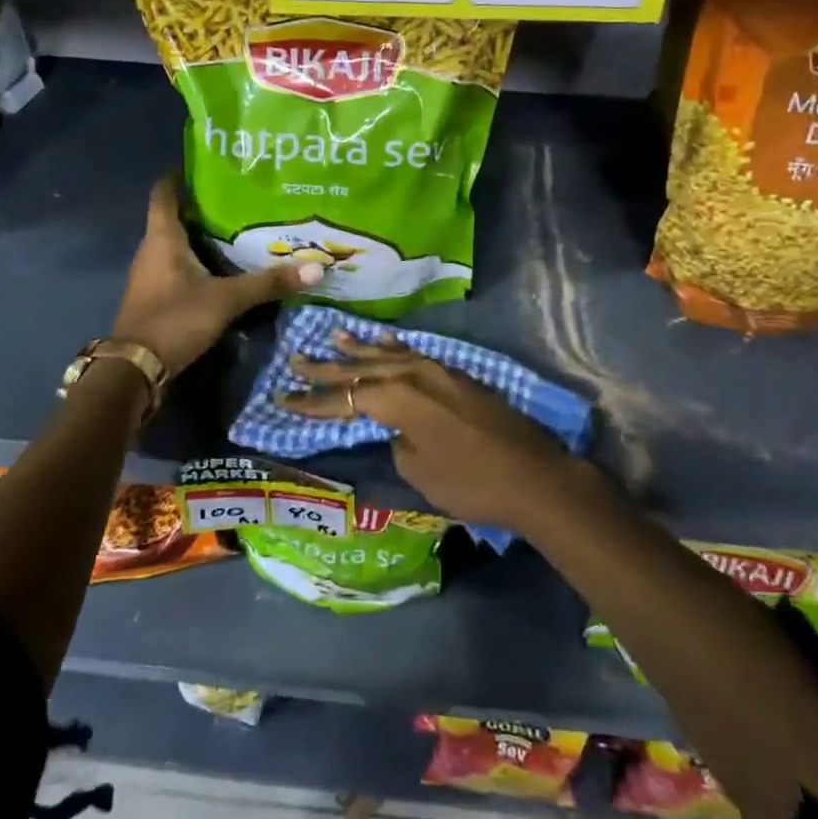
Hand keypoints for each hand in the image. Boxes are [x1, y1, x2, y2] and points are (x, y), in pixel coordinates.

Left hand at [112, 176, 321, 375]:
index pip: (165, 192)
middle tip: (241, 198)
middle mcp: (152, 250)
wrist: (135, 369)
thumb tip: (316, 267)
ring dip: (202, 236)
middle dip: (204, 207)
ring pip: (177, 244)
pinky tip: (224, 267)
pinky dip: (199, 262)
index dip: (180, 176)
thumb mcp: (226, 300)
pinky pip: (178, 267)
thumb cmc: (175, 319)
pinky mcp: (156, 296)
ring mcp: (151, 274)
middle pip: (175, 217)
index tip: (207, 165)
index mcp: (163, 238)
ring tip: (241, 229)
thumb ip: (268, 283)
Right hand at [281, 332, 575, 530]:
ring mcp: (438, 371)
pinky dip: (393, 351)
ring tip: (333, 336)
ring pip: (388, 356)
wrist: (533, 476)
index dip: (313, 402)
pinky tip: (384, 343)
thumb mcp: (420, 471)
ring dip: (359, 350)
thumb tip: (399, 430)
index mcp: (398, 398)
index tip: (283, 398)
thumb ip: (399, 443)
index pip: (345, 398)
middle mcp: (414, 375)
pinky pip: (412, 356)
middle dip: (327, 368)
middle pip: (361, 369)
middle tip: (295, 358)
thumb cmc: (470, 482)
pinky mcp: (457, 377)